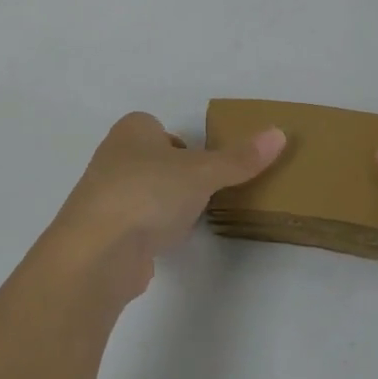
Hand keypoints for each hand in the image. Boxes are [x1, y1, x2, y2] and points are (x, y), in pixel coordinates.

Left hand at [47, 112, 286, 304]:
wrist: (98, 251)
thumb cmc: (149, 192)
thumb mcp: (203, 172)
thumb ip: (240, 158)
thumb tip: (280, 133)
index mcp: (131, 131)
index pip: (157, 127)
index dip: (180, 144)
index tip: (202, 164)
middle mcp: (112, 157)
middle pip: (150, 160)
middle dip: (174, 175)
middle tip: (201, 191)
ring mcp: (102, 196)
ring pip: (140, 193)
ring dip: (161, 205)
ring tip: (186, 220)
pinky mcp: (101, 234)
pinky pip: (132, 224)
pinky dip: (148, 232)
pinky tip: (163, 244)